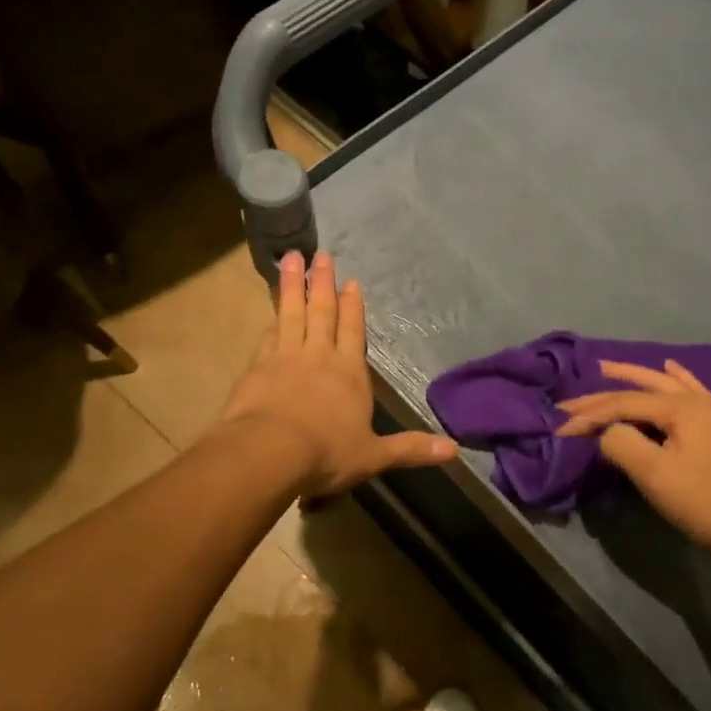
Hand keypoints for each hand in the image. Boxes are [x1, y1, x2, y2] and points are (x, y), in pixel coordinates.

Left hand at [218, 250, 457, 497]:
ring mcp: (285, 358)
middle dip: (323, 283)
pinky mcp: (257, 368)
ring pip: (291, 314)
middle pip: (322, 312)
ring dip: (292, 286)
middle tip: (320, 255)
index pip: (353, 332)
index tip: (350, 281)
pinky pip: (267, 337)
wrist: (269, 452)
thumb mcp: (374, 455)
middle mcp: (319, 357)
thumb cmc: (327, 453)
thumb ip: (412, 449)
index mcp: (349, 373)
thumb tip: (454, 450)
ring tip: (290, 259)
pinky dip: (271, 321)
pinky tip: (270, 313)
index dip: (352, 307)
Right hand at [557, 360, 710, 566]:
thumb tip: (607, 432)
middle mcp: (700, 399)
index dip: (589, 415)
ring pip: (667, 384)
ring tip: (608, 368)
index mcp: (683, 406)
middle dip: (605, 390)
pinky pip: (691, 391)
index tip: (560, 428)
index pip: (624, 403)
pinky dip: (675, 378)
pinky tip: (671, 369)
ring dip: (636, 376)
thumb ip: (620, 443)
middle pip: (644, 387)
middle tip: (572, 396)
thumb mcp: (652, 473)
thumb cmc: (702, 501)